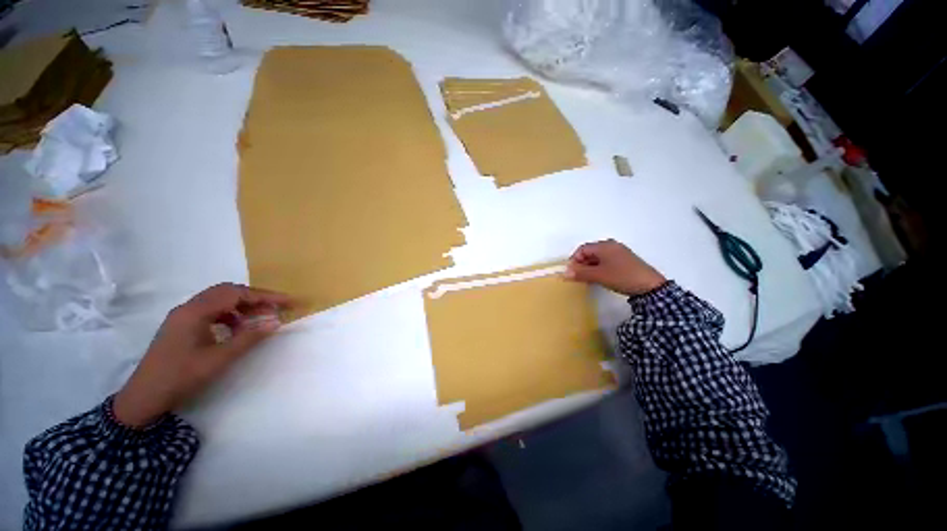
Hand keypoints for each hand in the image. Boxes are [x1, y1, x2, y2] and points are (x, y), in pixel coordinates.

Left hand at [113, 283, 291, 426]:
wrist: (144, 397)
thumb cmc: (181, 377)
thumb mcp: (219, 359)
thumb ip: (249, 338)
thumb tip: (276, 322)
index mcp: (195, 312)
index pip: (237, 294)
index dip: (266, 296)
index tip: (288, 302)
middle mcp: (189, 308)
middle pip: (228, 292)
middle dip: (255, 298)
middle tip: (275, 308)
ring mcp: (183, 316)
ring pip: (220, 300)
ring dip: (242, 306)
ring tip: (258, 320)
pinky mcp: (182, 325)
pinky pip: (211, 311)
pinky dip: (230, 315)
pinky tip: (236, 329)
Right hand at [565, 239, 665, 296]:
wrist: (650, 286)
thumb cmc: (621, 277)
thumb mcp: (598, 276)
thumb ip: (580, 273)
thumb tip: (564, 273)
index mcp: (604, 246)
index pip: (582, 249)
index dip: (574, 260)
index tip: (572, 273)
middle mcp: (611, 246)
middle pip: (589, 252)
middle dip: (581, 264)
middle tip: (578, 277)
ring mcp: (619, 253)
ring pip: (598, 258)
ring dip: (590, 267)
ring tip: (588, 279)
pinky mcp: (625, 261)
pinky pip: (606, 261)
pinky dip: (599, 268)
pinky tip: (599, 278)